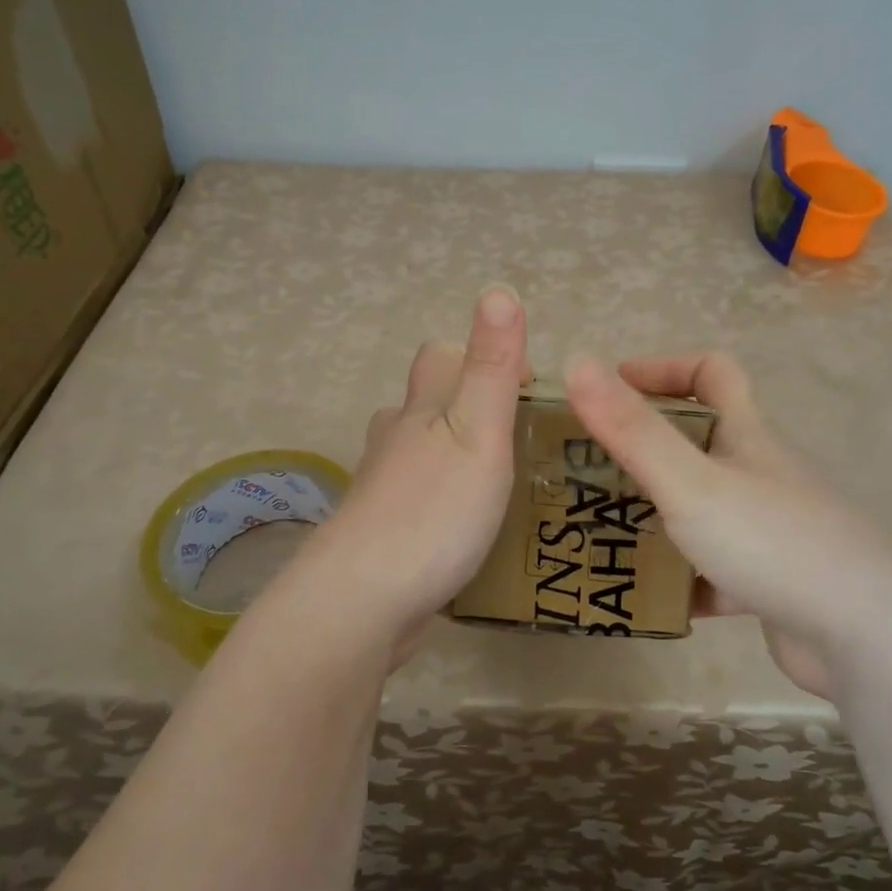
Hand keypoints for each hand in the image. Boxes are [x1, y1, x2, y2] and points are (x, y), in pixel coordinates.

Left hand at [303, 286, 527, 659]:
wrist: (362, 601)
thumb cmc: (433, 511)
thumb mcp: (478, 432)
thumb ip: (491, 367)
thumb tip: (498, 289)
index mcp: (421, 411)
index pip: (441, 357)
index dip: (482, 359)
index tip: (528, 392)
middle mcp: (394, 440)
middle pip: (425, 403)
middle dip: (466, 408)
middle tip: (517, 441)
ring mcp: (381, 489)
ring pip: (416, 453)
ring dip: (451, 455)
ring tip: (497, 483)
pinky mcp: (379, 534)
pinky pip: (414, 500)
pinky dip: (439, 501)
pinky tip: (464, 531)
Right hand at [564, 351, 891, 700]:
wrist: (864, 635)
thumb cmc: (771, 540)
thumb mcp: (690, 481)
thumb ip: (632, 429)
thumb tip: (577, 362)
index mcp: (747, 436)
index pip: (712, 373)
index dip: (663, 368)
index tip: (613, 388)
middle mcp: (760, 473)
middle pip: (700, 442)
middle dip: (644, 449)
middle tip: (587, 470)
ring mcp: (769, 529)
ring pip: (702, 508)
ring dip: (656, 515)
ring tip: (600, 532)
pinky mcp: (770, 581)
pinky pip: (713, 568)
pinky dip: (680, 577)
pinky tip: (646, 596)